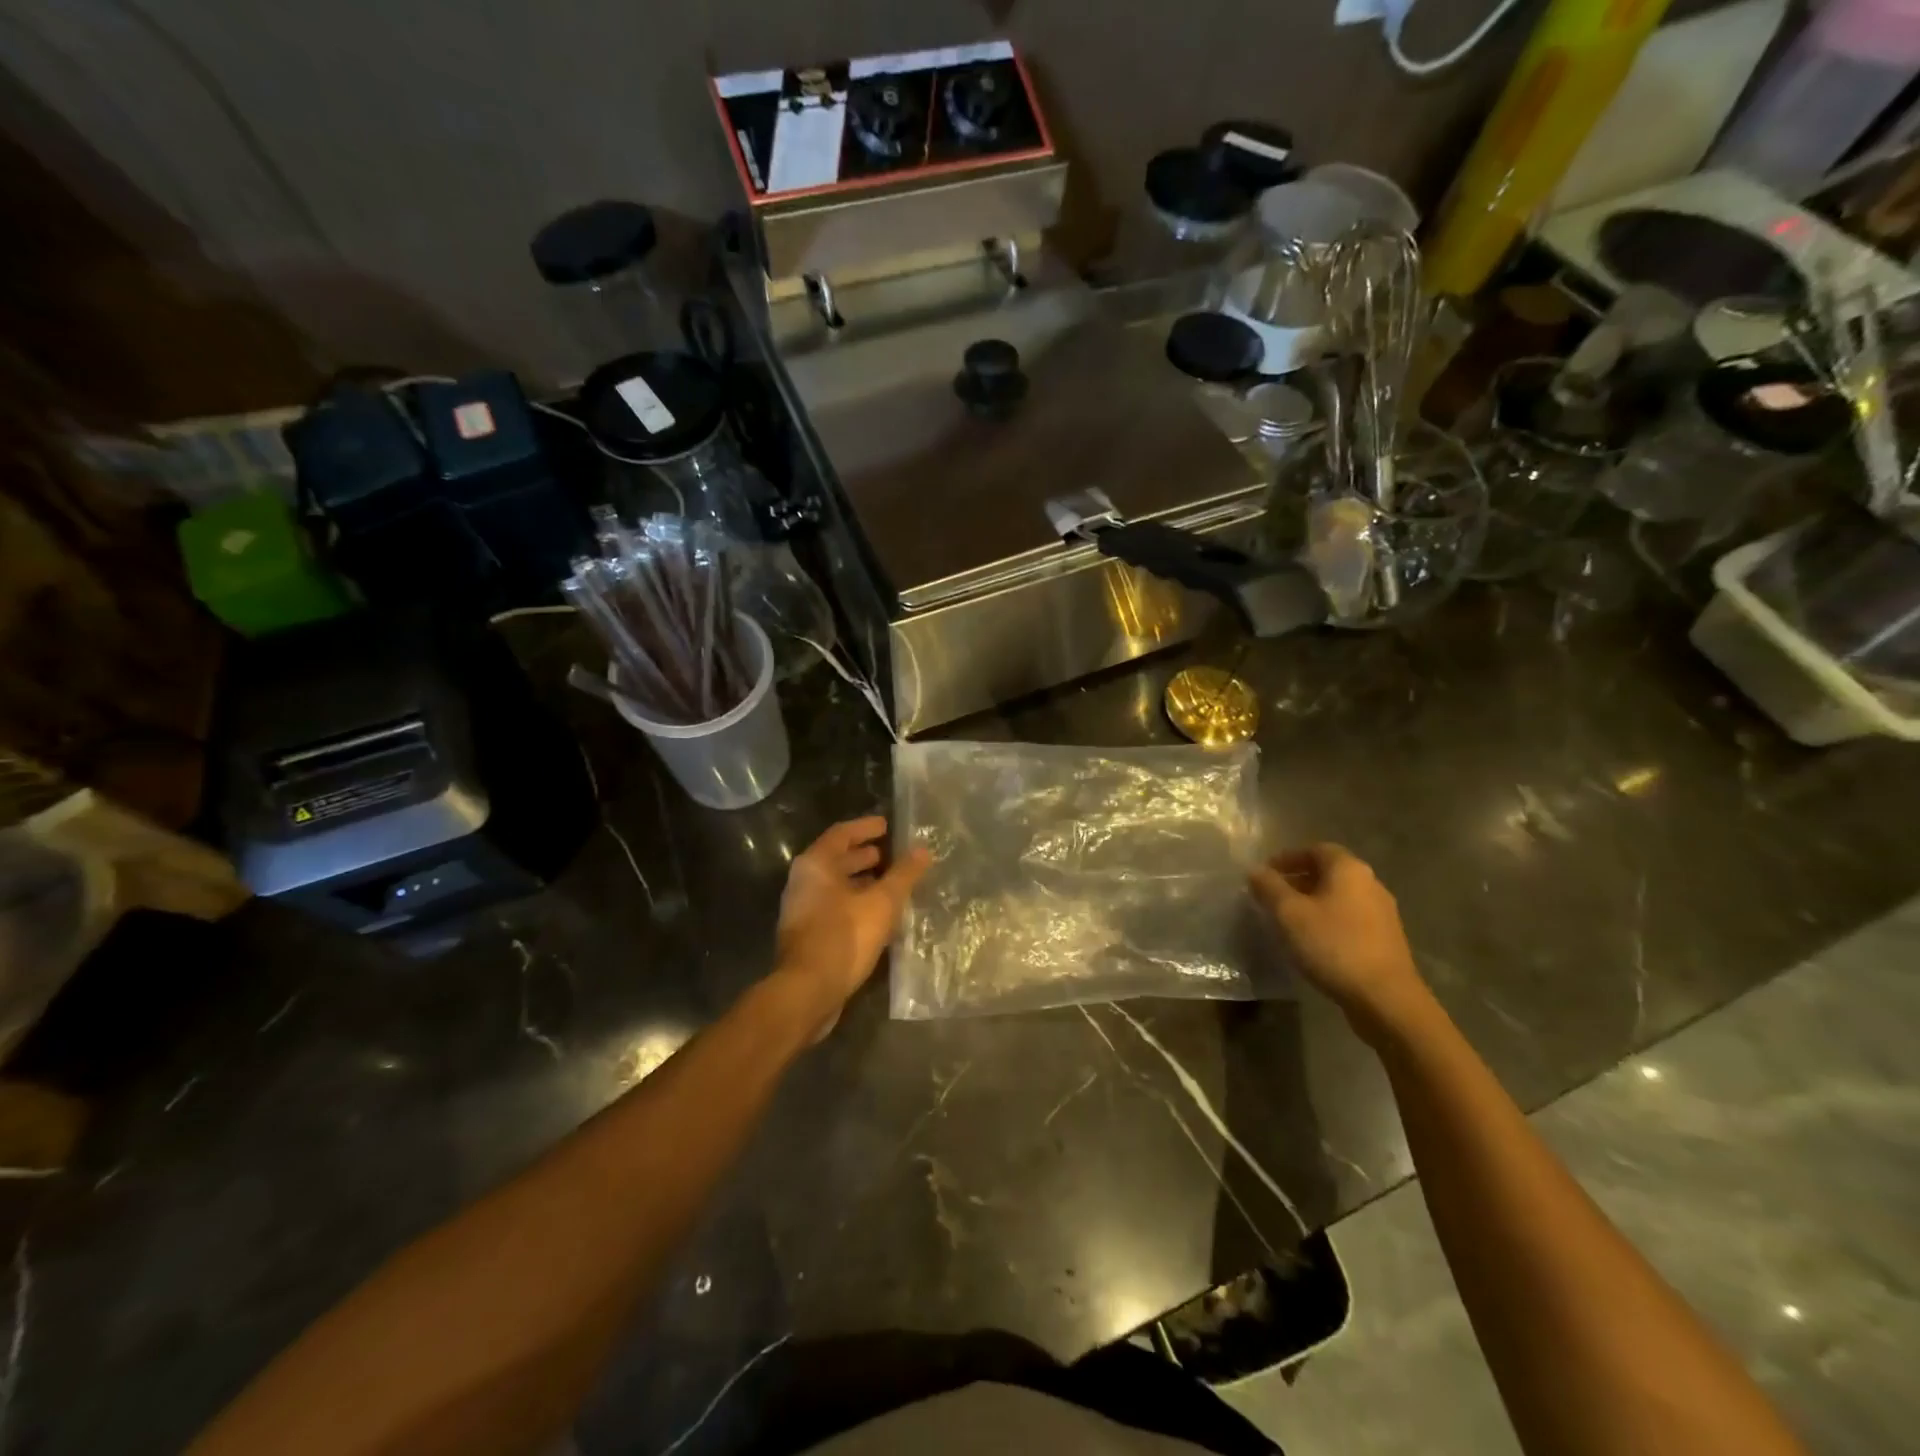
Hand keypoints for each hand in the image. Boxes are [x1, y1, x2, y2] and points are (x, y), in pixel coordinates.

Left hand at [775, 817, 929, 1027]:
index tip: (887, 825)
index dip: (866, 827)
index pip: (842, 833)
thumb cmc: (845, 936)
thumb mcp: (882, 903)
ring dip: (861, 881)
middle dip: (864, 855)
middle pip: (836, 859)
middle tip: (892, 854)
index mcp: (816, 865)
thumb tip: (923, 850)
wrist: (808, 990)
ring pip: (835, 885)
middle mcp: (803, 882)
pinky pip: (834, 906)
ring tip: (889, 883)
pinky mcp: (807, 934)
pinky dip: (855, 902)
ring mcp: (802, 909)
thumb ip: (903, 875)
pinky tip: (877, 913)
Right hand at [1250, 843, 1427, 1039]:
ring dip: (1312, 902)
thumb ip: (1269, 887)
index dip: (1288, 858)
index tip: (1265, 873)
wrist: (1386, 998)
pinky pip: (1350, 918)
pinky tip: (1313, 941)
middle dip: (1298, 880)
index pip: (1316, 849)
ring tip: (1288, 920)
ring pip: (1339, 897)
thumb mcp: (1289, 914)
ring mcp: (1382, 913)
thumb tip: (1255, 870)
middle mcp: (1370, 884)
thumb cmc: (1333, 946)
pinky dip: (1328, 920)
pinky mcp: (1386, 939)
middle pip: (1329, 872)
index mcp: (1349, 869)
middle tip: (1271, 896)